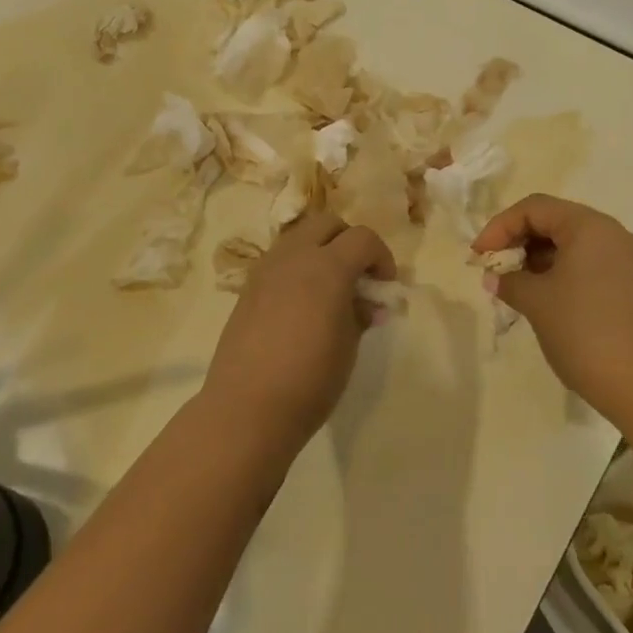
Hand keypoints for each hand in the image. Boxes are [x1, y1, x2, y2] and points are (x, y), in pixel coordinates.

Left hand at [201, 210, 395, 459]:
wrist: (247, 409)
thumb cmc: (309, 380)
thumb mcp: (348, 347)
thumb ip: (360, 314)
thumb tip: (367, 303)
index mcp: (327, 266)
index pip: (363, 238)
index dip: (381, 257)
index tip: (385, 286)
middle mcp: (295, 256)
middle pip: (328, 223)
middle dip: (349, 241)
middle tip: (358, 277)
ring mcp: (266, 268)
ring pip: (300, 236)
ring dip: (320, 250)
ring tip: (328, 288)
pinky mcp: (248, 287)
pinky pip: (280, 260)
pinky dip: (297, 267)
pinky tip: (301, 303)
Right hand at [472, 194, 632, 433]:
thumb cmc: (585, 334)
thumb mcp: (537, 303)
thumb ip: (510, 281)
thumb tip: (495, 277)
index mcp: (590, 226)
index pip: (535, 208)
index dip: (500, 227)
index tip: (479, 255)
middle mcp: (614, 234)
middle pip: (556, 221)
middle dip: (520, 241)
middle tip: (495, 268)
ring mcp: (630, 260)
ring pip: (574, 244)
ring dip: (541, 258)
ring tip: (517, 285)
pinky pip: (592, 264)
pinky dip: (564, 272)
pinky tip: (547, 297)